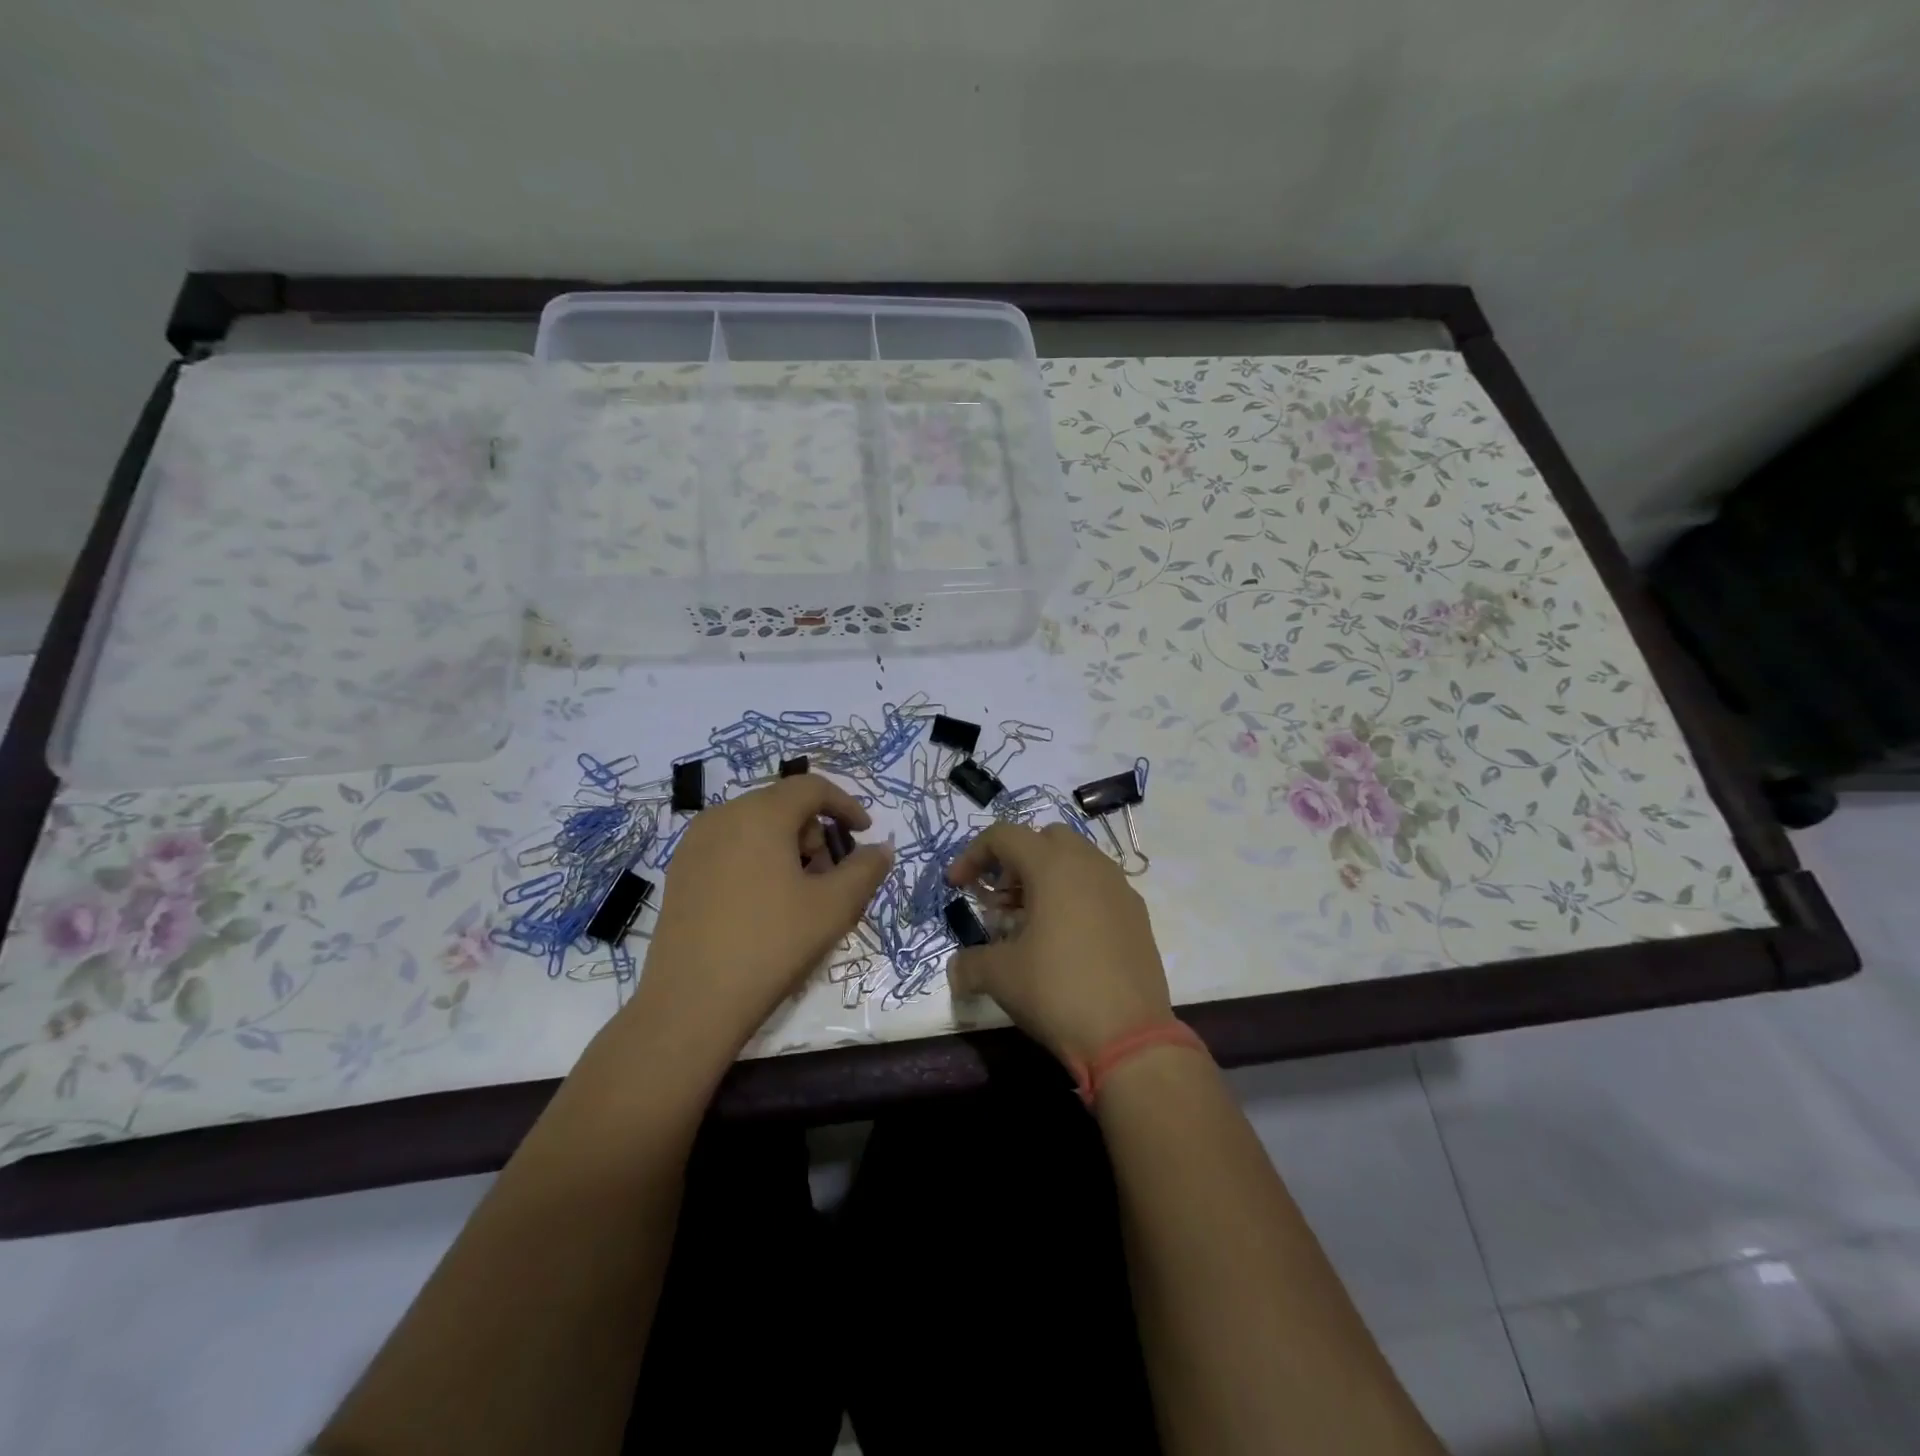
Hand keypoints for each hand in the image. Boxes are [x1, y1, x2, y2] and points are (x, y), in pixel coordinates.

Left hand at [626, 775, 892, 1061]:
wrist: (691, 1004)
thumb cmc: (771, 945)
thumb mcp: (834, 907)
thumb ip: (866, 869)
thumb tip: (881, 848)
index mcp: (760, 814)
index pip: (811, 787)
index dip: (845, 805)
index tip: (864, 833)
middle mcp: (722, 816)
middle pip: (783, 805)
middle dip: (816, 831)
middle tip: (831, 874)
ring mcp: (694, 845)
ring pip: (755, 826)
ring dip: (787, 846)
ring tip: (799, 894)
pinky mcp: (680, 873)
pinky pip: (730, 847)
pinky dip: (757, 860)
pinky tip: (763, 905)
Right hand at [945, 822, 1173, 1066]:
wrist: (1129, 1037)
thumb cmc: (1057, 991)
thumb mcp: (1000, 976)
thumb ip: (969, 963)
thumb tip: (956, 971)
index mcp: (1053, 866)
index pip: (1004, 836)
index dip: (972, 855)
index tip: (957, 886)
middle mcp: (1090, 865)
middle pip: (1044, 839)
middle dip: (1015, 861)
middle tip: (999, 900)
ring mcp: (1119, 888)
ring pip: (1076, 861)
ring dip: (1046, 879)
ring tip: (1029, 922)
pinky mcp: (1137, 915)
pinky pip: (1098, 887)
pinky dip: (1074, 898)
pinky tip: (1064, 941)